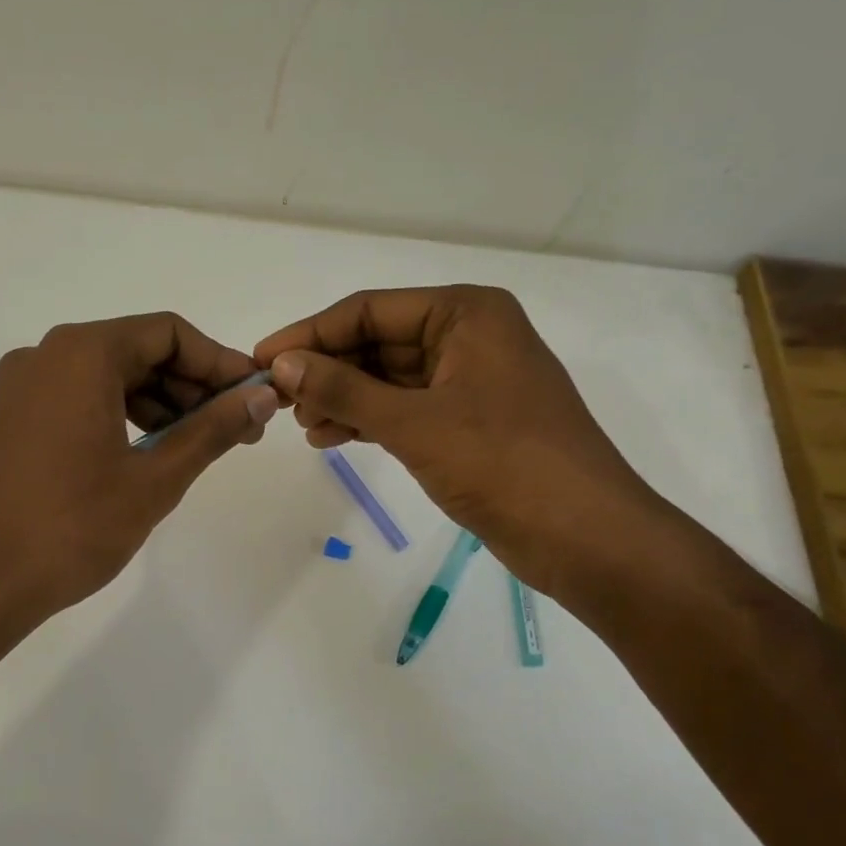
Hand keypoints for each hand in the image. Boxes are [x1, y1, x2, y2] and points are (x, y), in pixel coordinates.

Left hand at [0, 312, 279, 616]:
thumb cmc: (75, 527)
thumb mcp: (156, 478)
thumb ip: (213, 429)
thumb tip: (262, 397)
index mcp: (81, 354)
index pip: (168, 334)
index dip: (218, 363)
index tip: (253, 397)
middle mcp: (45, 355)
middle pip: (136, 350)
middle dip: (191, 387)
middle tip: (235, 429)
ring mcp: (20, 387)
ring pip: (107, 376)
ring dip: (158, 403)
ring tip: (196, 447)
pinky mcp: (10, 419)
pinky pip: (77, 398)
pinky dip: (119, 415)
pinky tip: (147, 453)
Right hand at [254, 285, 666, 597]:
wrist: (584, 535)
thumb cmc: (503, 463)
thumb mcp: (413, 422)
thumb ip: (343, 390)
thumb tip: (281, 364)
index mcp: (466, 313)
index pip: (369, 310)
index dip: (310, 334)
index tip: (261, 359)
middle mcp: (469, 336)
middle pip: (378, 342)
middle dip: (327, 370)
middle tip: (278, 400)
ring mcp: (470, 381)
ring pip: (388, 379)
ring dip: (342, 399)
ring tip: (301, 426)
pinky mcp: (469, 422)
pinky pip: (405, 408)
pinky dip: (368, 421)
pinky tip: (330, 439)